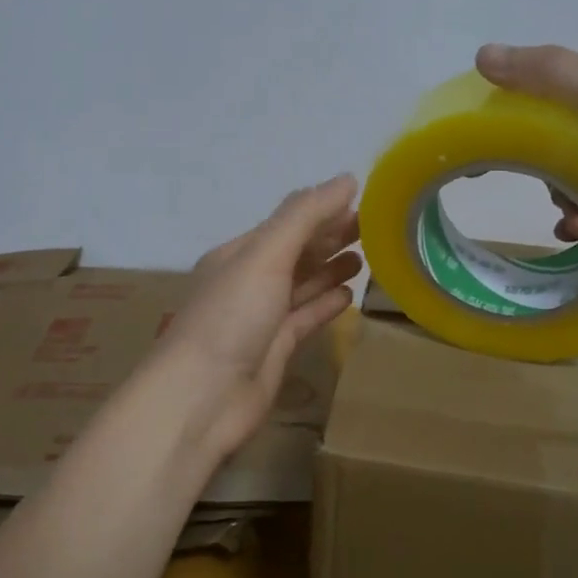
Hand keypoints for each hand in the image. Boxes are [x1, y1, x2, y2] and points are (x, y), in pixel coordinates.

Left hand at [159, 175, 361, 461]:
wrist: (202, 398)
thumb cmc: (230, 318)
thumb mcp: (265, 256)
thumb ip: (304, 216)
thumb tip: (346, 179)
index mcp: (239, 254)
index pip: (288, 223)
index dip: (323, 210)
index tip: (364, 201)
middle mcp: (249, 281)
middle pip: (296, 252)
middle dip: (330, 237)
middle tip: (374, 227)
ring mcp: (262, 318)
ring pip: (302, 285)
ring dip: (331, 268)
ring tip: (366, 256)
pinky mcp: (276, 349)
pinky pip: (306, 318)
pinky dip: (326, 304)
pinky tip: (350, 295)